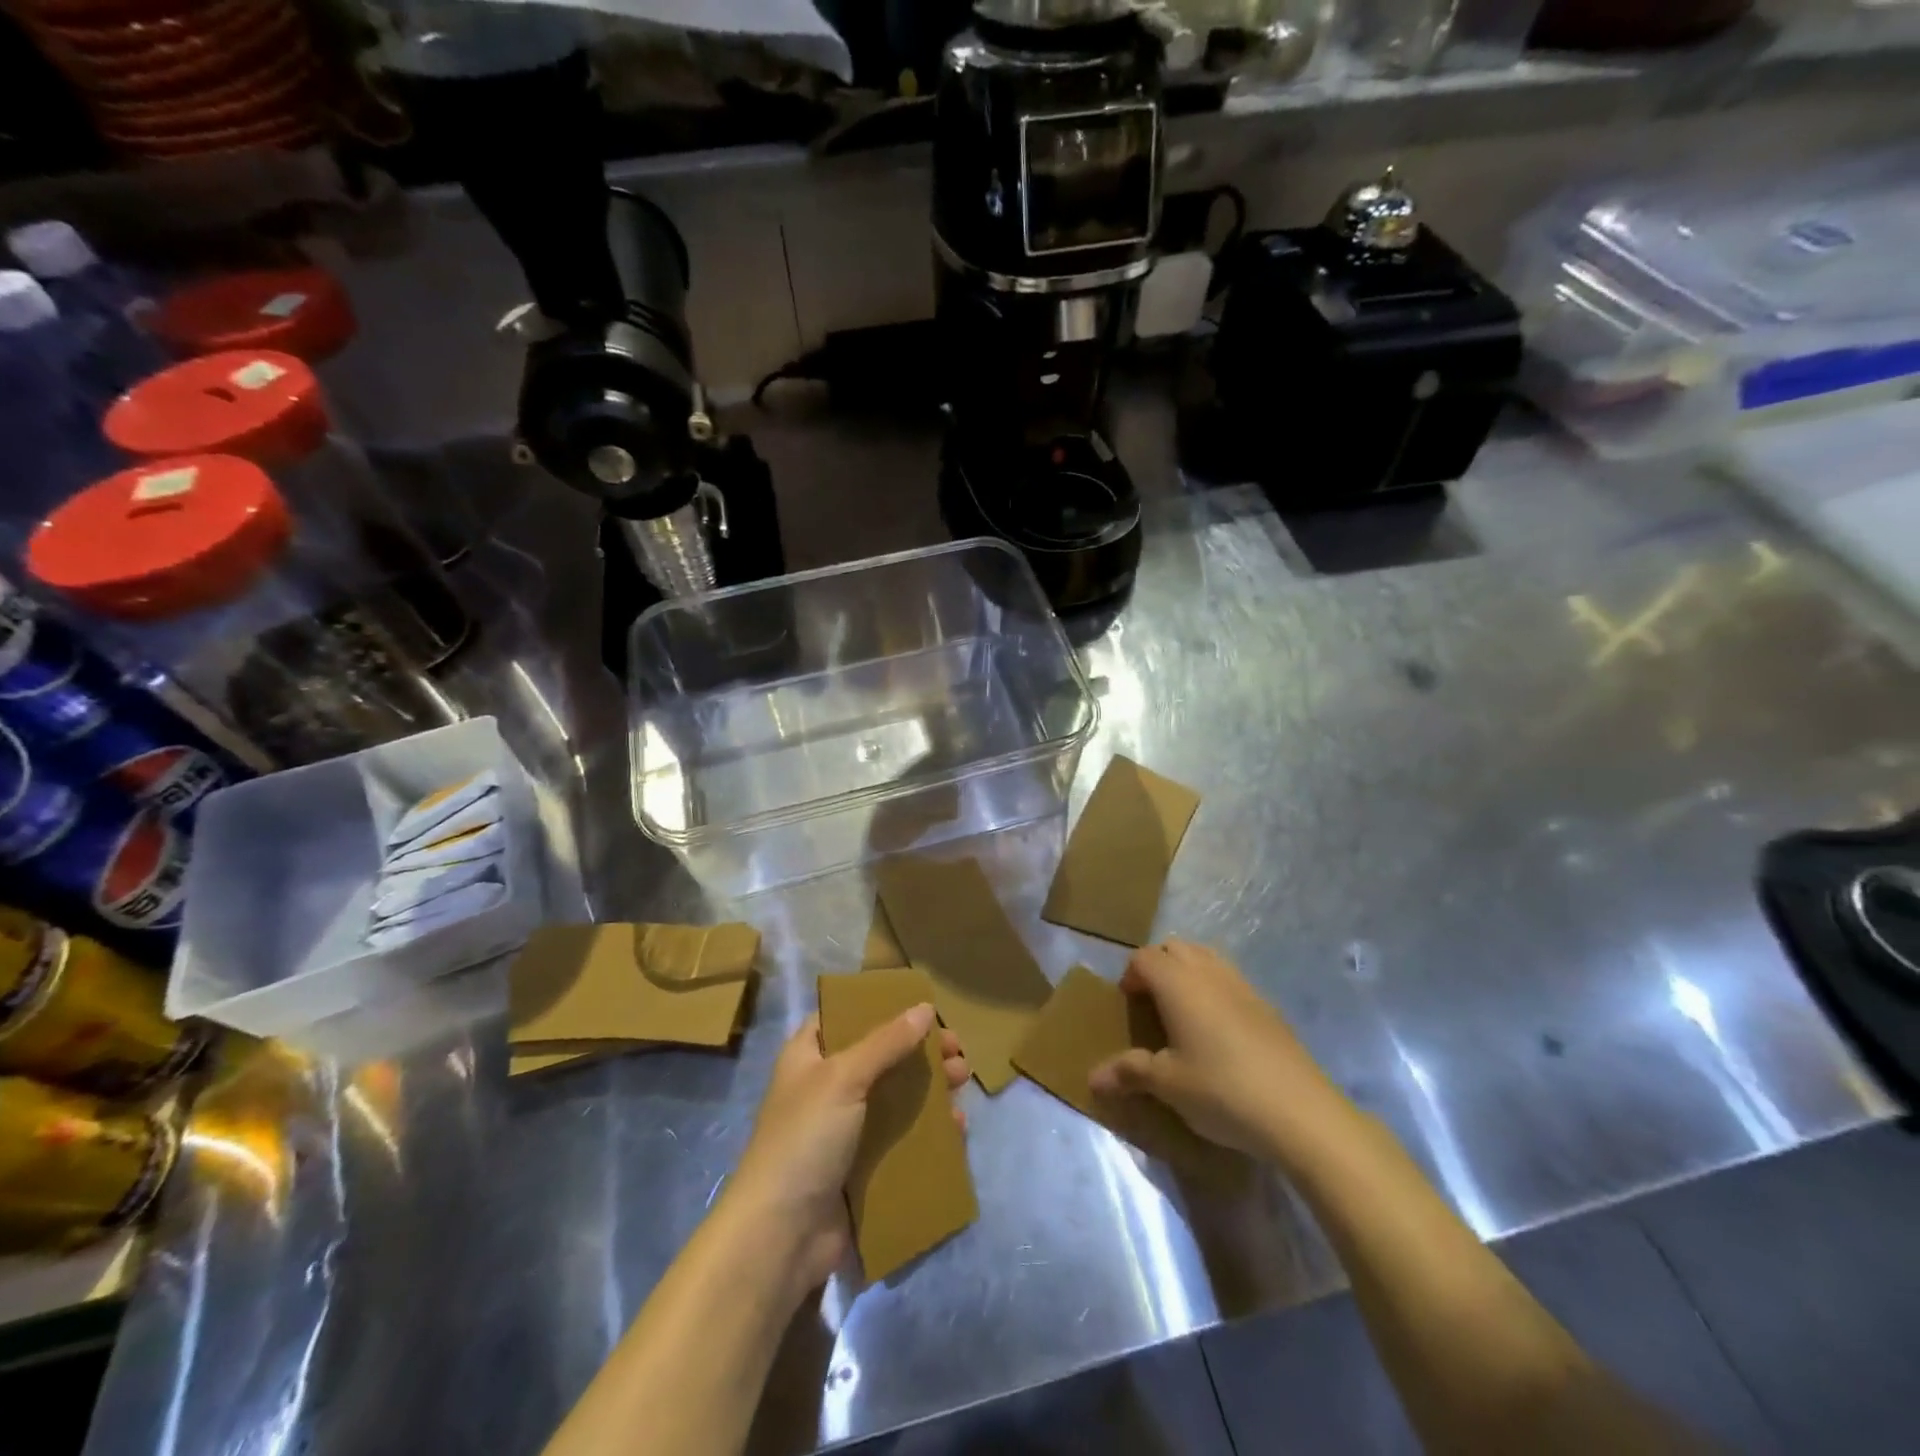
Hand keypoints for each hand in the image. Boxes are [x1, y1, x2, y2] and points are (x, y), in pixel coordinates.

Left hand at [724, 1005, 968, 1297]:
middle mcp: (826, 1086)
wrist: (781, 1236)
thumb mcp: (843, 1077)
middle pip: (880, 1056)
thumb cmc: (805, 1139)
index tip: (922, 1004)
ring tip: (964, 1080)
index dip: (881, 1007)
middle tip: (956, 1048)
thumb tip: (925, 1008)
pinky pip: (902, 1138)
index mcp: (809, 1055)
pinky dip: (929, 1129)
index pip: (845, 1016)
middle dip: (919, 1050)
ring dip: (930, 1087)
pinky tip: (956, 1126)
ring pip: (895, 1097)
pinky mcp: (863, 1166)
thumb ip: (886, 1042)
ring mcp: (845, 1129)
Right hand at [1089, 939, 1346, 1163]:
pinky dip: (1215, 989)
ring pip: (1206, 957)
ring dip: (1188, 972)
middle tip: (1151, 1003)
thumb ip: (1129, 1072)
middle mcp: (1209, 973)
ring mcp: (1243, 986)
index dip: (1130, 975)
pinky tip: (1218, 1031)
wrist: (1301, 1113)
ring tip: (1182, 1012)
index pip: (1143, 957)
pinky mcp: (1268, 1006)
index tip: (1127, 1004)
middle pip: (1175, 947)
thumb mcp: (1168, 1085)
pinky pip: (1230, 979)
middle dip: (1157, 965)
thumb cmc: (1222, 1091)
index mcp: (1178, 983)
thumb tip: (1092, 1078)